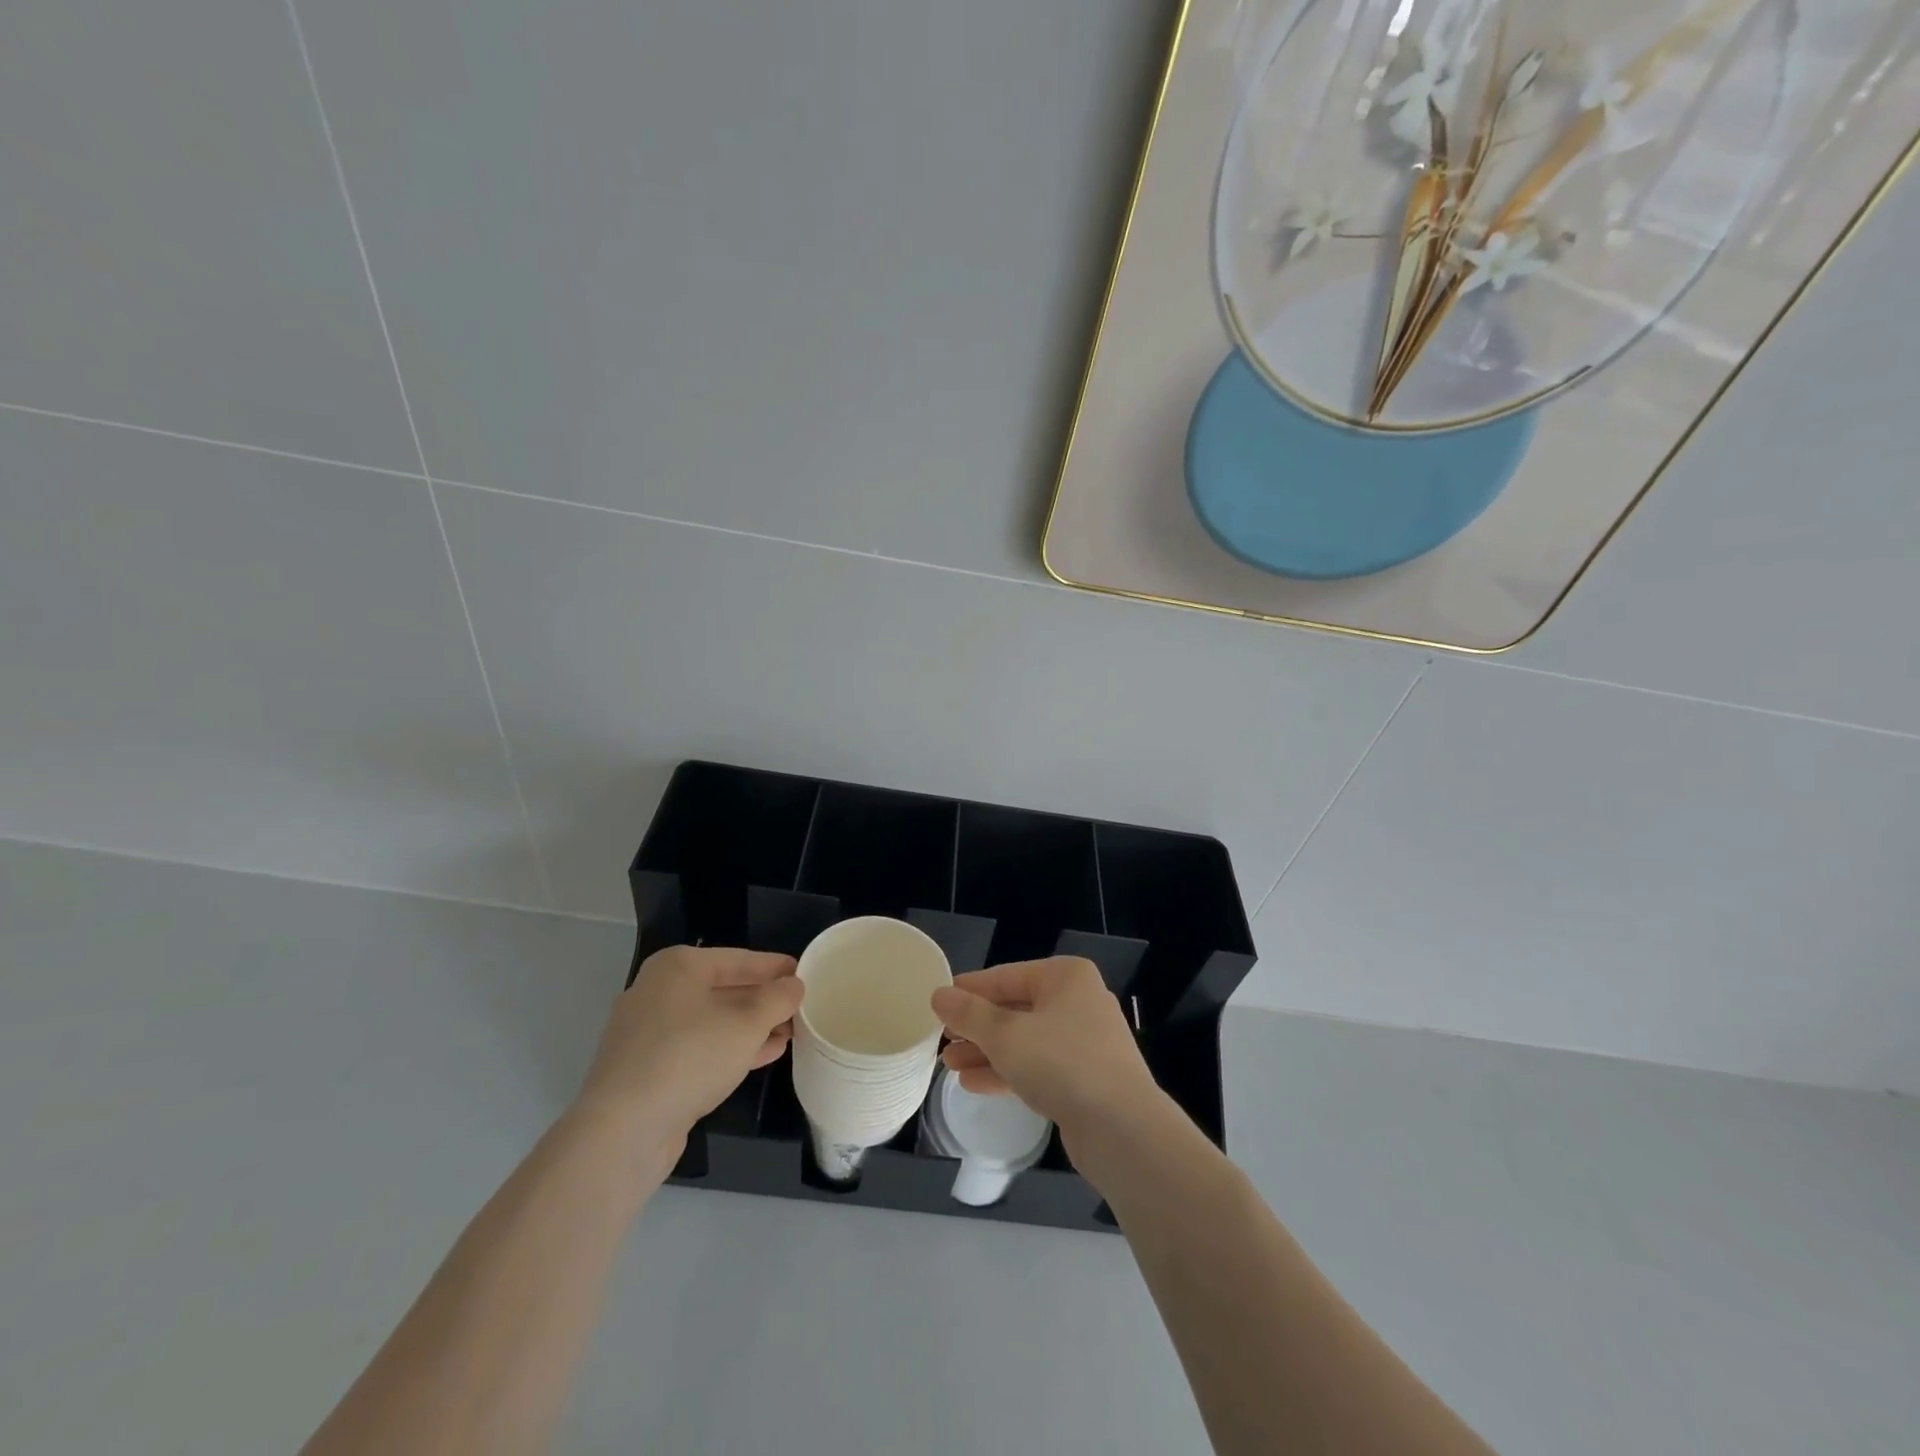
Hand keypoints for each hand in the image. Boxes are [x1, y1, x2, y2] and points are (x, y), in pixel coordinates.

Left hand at [573, 946, 803, 1159]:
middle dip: (763, 1000)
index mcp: (677, 967)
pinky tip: (763, 1055)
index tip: (805, 972)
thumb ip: (776, 999)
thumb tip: (794, 985)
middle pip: (724, 989)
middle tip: (801, 1007)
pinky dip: (730, 1048)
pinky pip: (699, 1048)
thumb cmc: (689, 1058)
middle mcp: (658, 992)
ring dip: (751, 1027)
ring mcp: (649, 1033)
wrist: (623, 1132)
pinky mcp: (647, 1069)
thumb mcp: (746, 1024)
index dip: (774, 967)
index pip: (738, 959)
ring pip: (712, 1021)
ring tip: (790, 1033)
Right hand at [931, 957, 1162, 1158]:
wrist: (1123, 1130)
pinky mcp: (1086, 1079)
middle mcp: (1078, 1001)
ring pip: (1025, 1040)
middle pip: (1015, 1008)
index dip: (970, 989)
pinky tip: (972, 1083)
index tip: (939, 1001)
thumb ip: (969, 1014)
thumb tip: (938, 994)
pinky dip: (1007, 1071)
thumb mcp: (1006, 1035)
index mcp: (1065, 977)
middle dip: (977, 1026)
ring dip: (987, 1051)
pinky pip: (1038, 1066)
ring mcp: (1085, 1042)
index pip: (1006, 976)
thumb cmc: (1062, 1064)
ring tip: (948, 1063)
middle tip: (941, 1038)